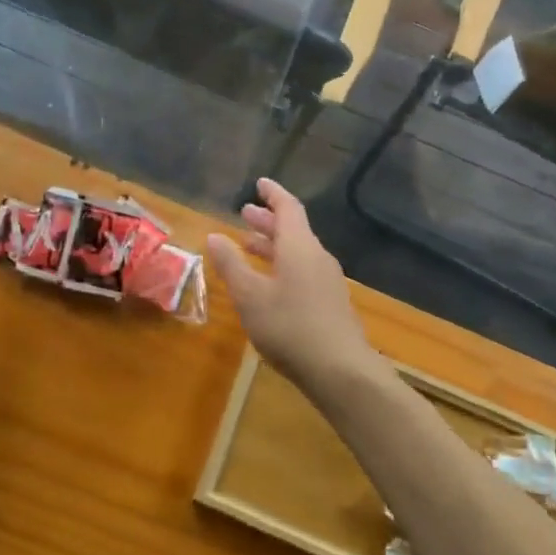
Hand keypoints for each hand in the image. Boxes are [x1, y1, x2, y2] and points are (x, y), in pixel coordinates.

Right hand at [206, 178, 378, 389]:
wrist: (341, 371)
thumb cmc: (289, 326)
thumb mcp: (250, 296)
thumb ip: (231, 265)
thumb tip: (214, 235)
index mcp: (299, 246)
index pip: (288, 208)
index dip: (273, 194)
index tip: (260, 183)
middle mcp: (317, 257)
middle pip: (293, 229)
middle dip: (268, 221)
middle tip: (245, 214)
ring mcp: (327, 281)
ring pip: (298, 252)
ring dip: (274, 245)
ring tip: (250, 247)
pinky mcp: (331, 303)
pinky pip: (304, 271)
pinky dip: (283, 265)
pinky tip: (270, 284)